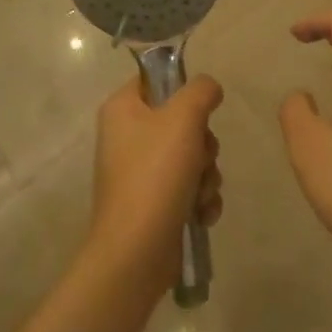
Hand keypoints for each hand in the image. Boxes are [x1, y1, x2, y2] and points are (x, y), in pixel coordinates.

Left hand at [87, 74, 223, 298]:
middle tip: (200, 157)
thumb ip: (201, 91)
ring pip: (192, 155)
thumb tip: (209, 89)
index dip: (183, 90)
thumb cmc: (155, 175)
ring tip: (199, 193)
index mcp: (123, 108)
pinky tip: (201, 214)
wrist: (137, 252)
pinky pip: (189, 187)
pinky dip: (200, 199)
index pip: (156, 79)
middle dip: (203, 143)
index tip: (199, 109)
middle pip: (182, 120)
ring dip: (206, 174)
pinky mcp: (155, 203)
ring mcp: (140, 172)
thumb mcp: (183, 118)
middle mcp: (128, 136)